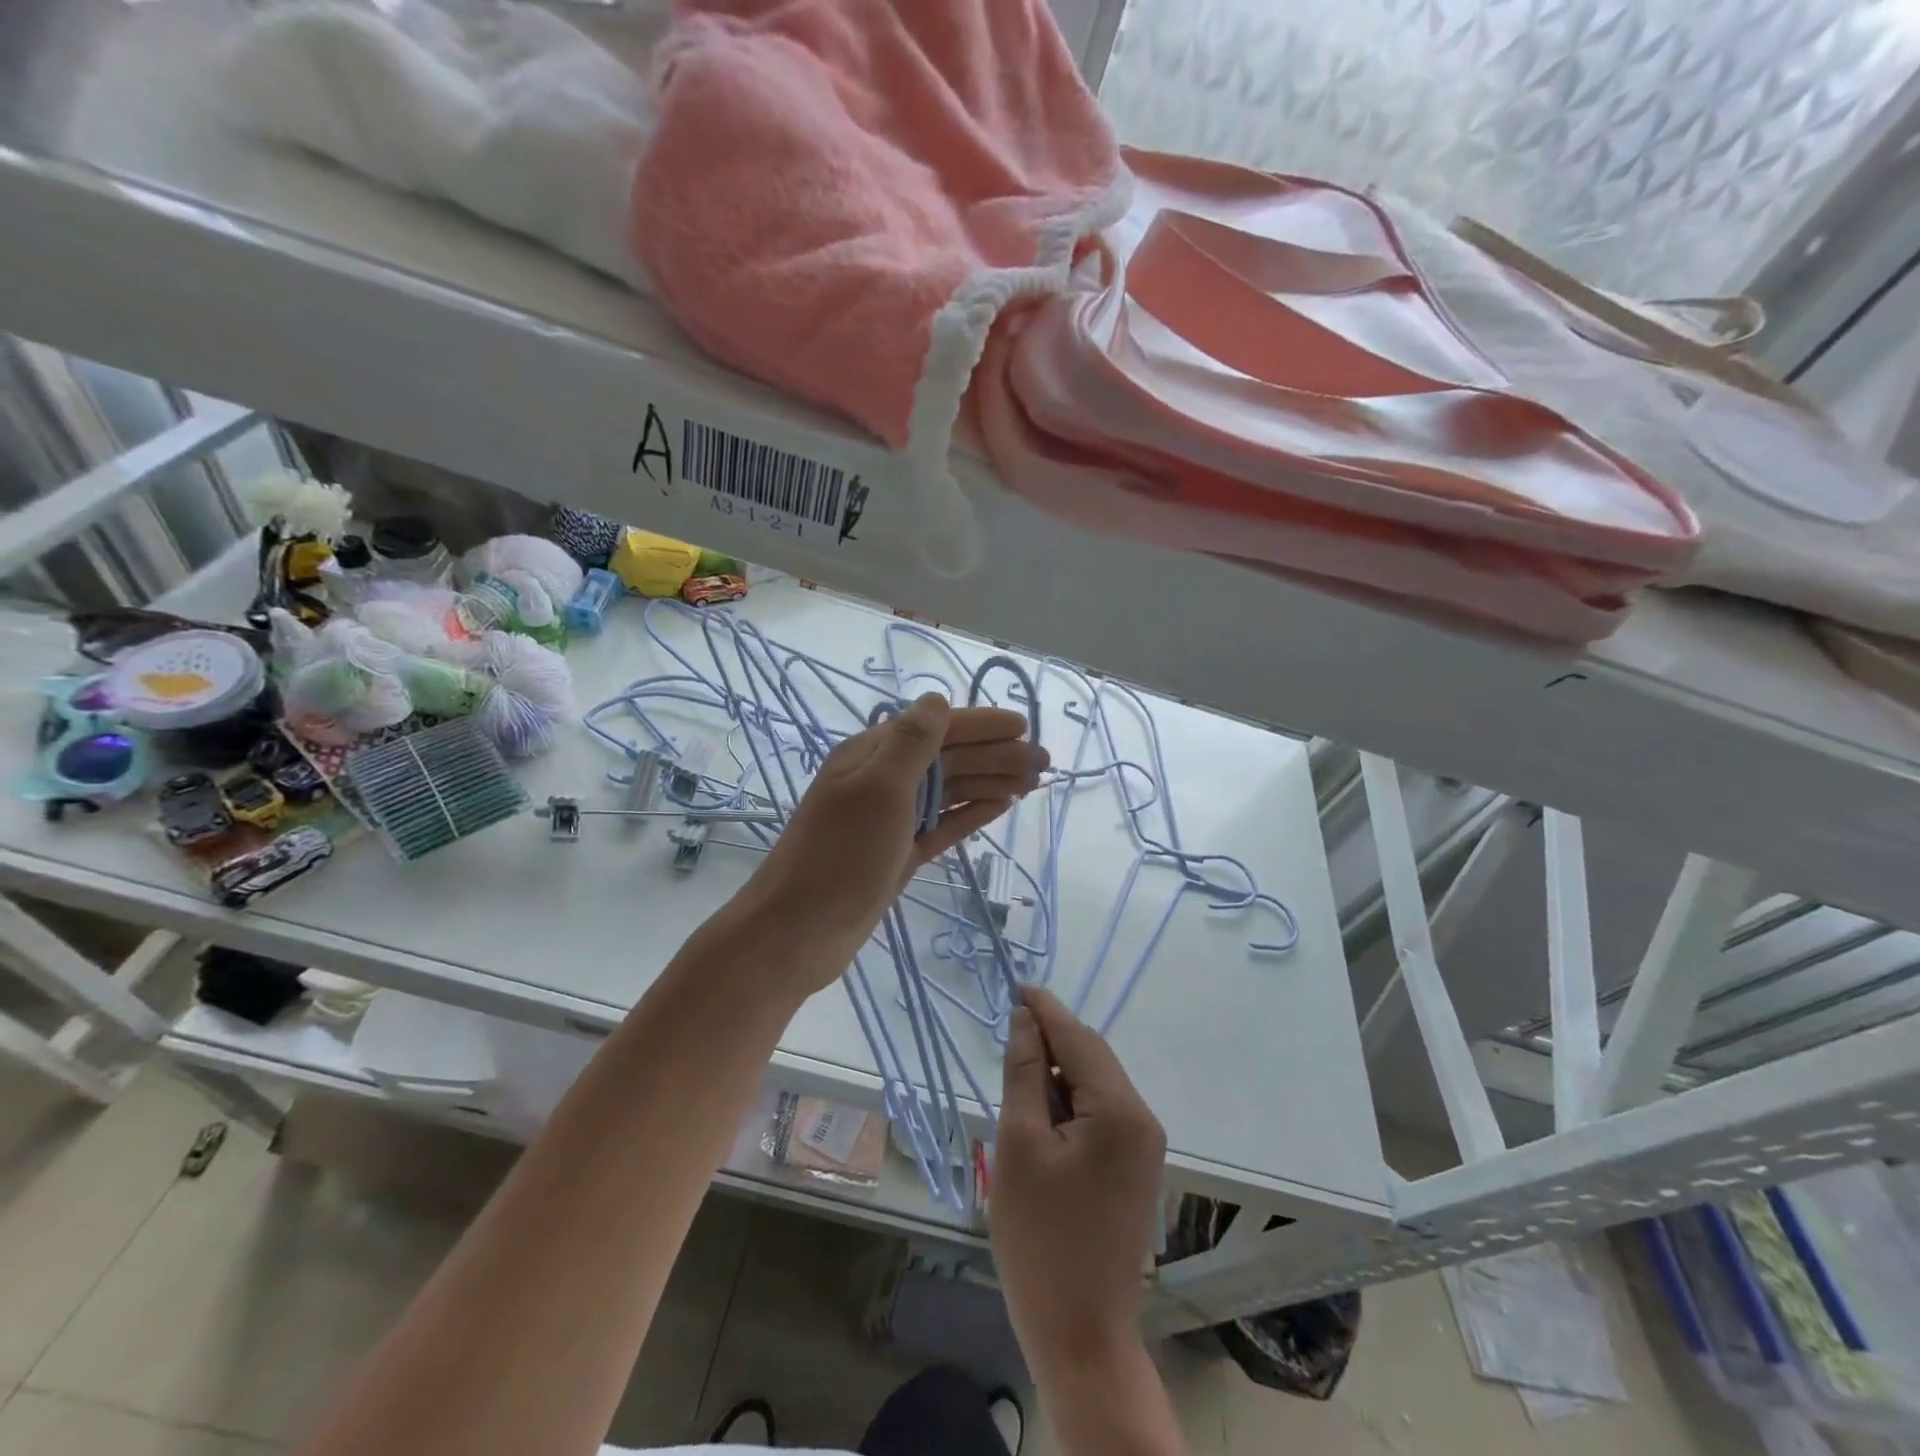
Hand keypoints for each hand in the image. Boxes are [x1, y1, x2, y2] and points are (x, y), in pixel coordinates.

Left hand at [746, 693, 1045, 987]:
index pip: (936, 728)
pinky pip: (943, 823)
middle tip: (1044, 762)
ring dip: (991, 781)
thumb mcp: (877, 790)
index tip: (1025, 726)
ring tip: (1033, 783)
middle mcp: (884, 780)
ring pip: (950, 791)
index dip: (981, 725)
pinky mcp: (900, 852)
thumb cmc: (839, 856)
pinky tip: (1000, 806)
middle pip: (949, 759)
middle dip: (996, 755)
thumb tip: (937, 700)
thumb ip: (910, 744)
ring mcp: (892, 818)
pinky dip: (971, 813)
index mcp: (873, 755)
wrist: (798, 931)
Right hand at [991, 988, 1165, 1380]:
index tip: (1015, 985)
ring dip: (1058, 1075)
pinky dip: (1069, 1104)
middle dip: (1051, 1042)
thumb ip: (1025, 1073)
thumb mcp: (1019, 1145)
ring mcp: (1144, 1146)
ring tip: (1018, 1083)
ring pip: (1095, 1085)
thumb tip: (1025, 1020)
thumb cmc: (1041, 1239)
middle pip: (1091, 1058)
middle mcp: (1142, 1119)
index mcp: (1119, 1110)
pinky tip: (1040, 1116)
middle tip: (1007, 1036)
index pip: (1078, 1038)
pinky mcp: (1135, 1168)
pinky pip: (1100, 1114)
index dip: (1045, 1009)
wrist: (1080, 1334)